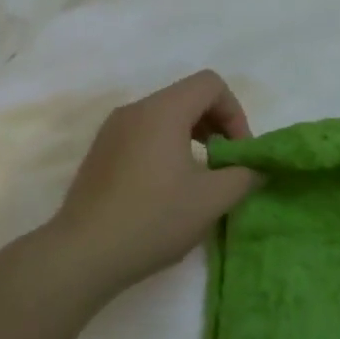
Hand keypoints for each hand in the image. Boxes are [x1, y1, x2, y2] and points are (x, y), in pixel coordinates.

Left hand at [47, 71, 257, 285]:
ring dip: (192, 137)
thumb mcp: (212, 199)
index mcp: (163, 111)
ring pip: (165, 116)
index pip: (211, 84)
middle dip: (216, 124)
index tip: (238, 152)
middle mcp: (135, 110)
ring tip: (199, 177)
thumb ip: (245, 176)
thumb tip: (255, 168)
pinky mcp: (100, 152)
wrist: (84, 254)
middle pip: (188, 97)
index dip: (235, 113)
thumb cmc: (154, 219)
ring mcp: (112, 130)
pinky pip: (144, 133)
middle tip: (225, 164)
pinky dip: (167, 147)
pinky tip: (168, 188)